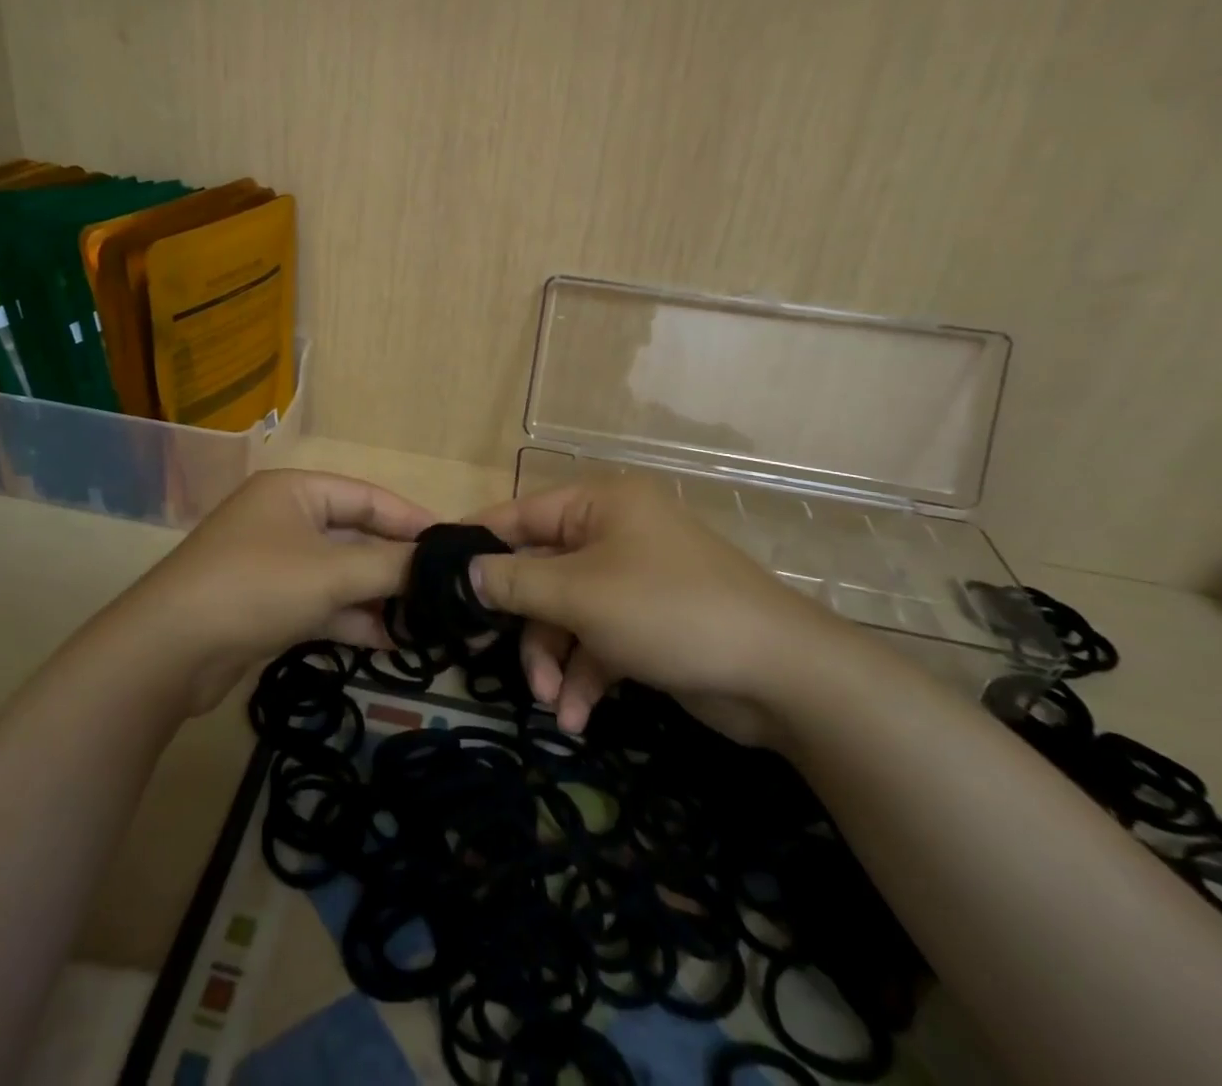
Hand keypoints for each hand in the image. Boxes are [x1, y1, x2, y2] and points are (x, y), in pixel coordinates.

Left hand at [122, 469, 433, 712]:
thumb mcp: (331, 572)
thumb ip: (390, 566)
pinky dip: (351, 619)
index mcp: (296, 491)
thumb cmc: (256, 587)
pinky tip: (389, 642)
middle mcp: (285, 518)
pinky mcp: (267, 603)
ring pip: (339, 574)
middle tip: (443, 591)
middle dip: (396, 566)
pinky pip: (321, 602)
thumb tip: (443, 564)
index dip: (412, 520)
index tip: (455, 547)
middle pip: (355, 536)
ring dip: (378, 597)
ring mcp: (274, 563)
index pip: (368, 496)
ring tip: (426, 623)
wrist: (169, 651)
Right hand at [469, 477, 854, 739]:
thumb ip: (514, 582)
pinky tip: (577, 716)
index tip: (440, 575)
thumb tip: (464, 570)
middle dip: (525, 625)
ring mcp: (633, 580)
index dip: (480, 544)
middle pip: (541, 572)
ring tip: (552, 704)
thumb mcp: (580, 595)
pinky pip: (597, 641)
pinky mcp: (648, 624)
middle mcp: (614, 534)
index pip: (520, 514)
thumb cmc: (669, 612)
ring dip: (553, 660)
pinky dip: (584, 676)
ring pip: (566, 613)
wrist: (781, 677)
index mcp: (600, 505)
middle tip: (499, 659)